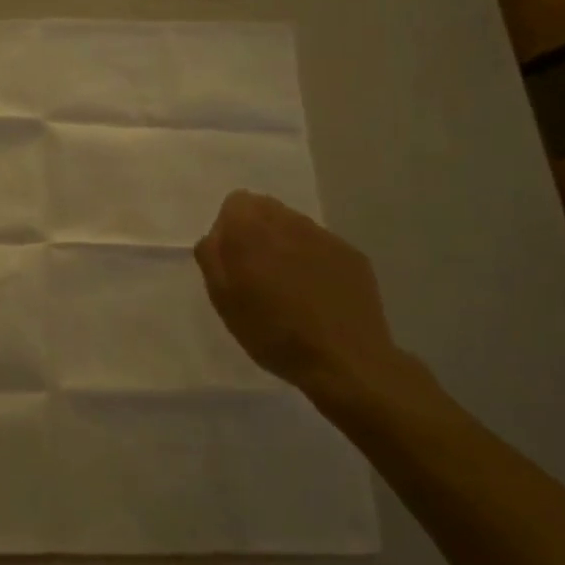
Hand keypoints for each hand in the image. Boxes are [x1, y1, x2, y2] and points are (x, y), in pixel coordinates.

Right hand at [194, 190, 409, 404]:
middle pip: (266, 208)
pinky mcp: (352, 254)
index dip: (229, 228)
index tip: (232, 261)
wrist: (344, 361)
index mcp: (252, 230)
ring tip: (288, 285)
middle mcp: (290, 222)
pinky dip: (313, 260)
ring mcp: (325, 237)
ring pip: (294, 225)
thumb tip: (215, 236)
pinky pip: (321, 245)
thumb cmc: (273, 333)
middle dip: (256, 232)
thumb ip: (212, 258)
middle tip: (257, 273)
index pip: (235, 202)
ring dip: (285, 244)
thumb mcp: (223, 300)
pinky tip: (317, 294)